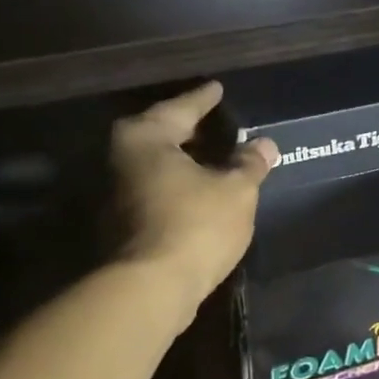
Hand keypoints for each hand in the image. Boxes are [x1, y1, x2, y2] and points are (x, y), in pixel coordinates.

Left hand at [110, 82, 278, 307]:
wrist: (149, 290)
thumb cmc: (194, 226)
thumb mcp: (236, 191)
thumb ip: (249, 163)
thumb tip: (265, 144)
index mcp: (144, 136)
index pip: (182, 107)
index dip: (205, 99)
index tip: (218, 88)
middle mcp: (120, 157)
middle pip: (163, 134)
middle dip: (192, 130)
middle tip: (219, 123)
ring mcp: (114, 192)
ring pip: (157, 165)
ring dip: (185, 161)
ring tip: (216, 158)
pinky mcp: (119, 222)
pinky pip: (154, 189)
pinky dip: (177, 185)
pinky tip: (200, 191)